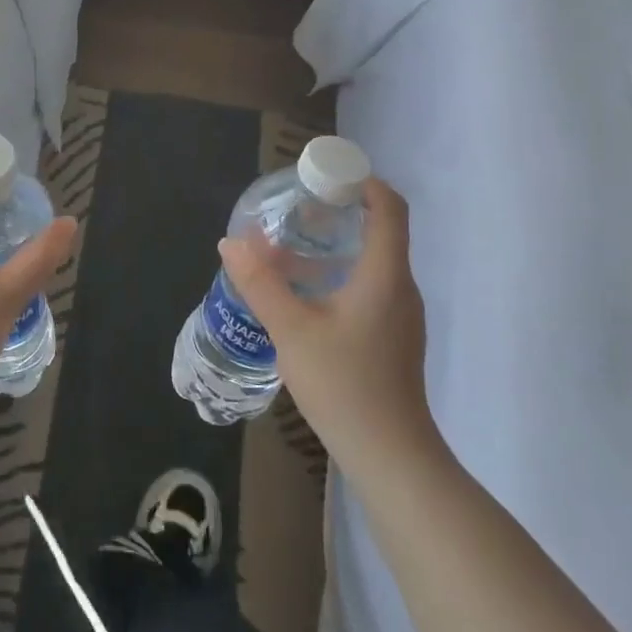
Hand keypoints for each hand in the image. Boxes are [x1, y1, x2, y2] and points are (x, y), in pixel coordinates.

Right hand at [218, 177, 438, 466]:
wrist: (390, 455)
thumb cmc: (345, 385)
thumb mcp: (292, 330)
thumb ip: (260, 283)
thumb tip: (230, 243)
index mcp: (385, 275)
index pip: (390, 208)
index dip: (363, 181)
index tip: (325, 176)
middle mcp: (400, 287)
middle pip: (380, 231)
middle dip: (339, 212)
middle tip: (293, 210)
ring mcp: (400, 315)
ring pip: (372, 262)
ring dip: (335, 246)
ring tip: (289, 248)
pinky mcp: (393, 336)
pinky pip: (369, 287)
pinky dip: (339, 274)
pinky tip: (304, 294)